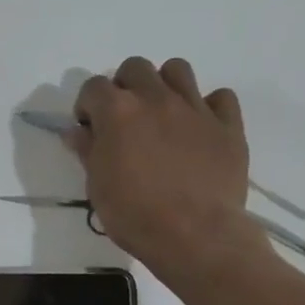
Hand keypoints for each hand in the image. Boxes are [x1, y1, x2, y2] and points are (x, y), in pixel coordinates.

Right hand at [70, 56, 254, 274]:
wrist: (195, 236)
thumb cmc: (135, 215)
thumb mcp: (97, 187)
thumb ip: (87, 151)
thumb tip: (76, 132)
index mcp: (118, 111)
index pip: (93, 86)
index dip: (88, 106)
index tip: (90, 129)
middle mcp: (156, 98)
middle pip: (135, 68)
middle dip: (125, 87)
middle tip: (125, 119)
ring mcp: (195, 108)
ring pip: (178, 70)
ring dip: (165, 85)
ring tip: (162, 115)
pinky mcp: (228, 125)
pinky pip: (221, 98)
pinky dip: (209, 107)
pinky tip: (201, 129)